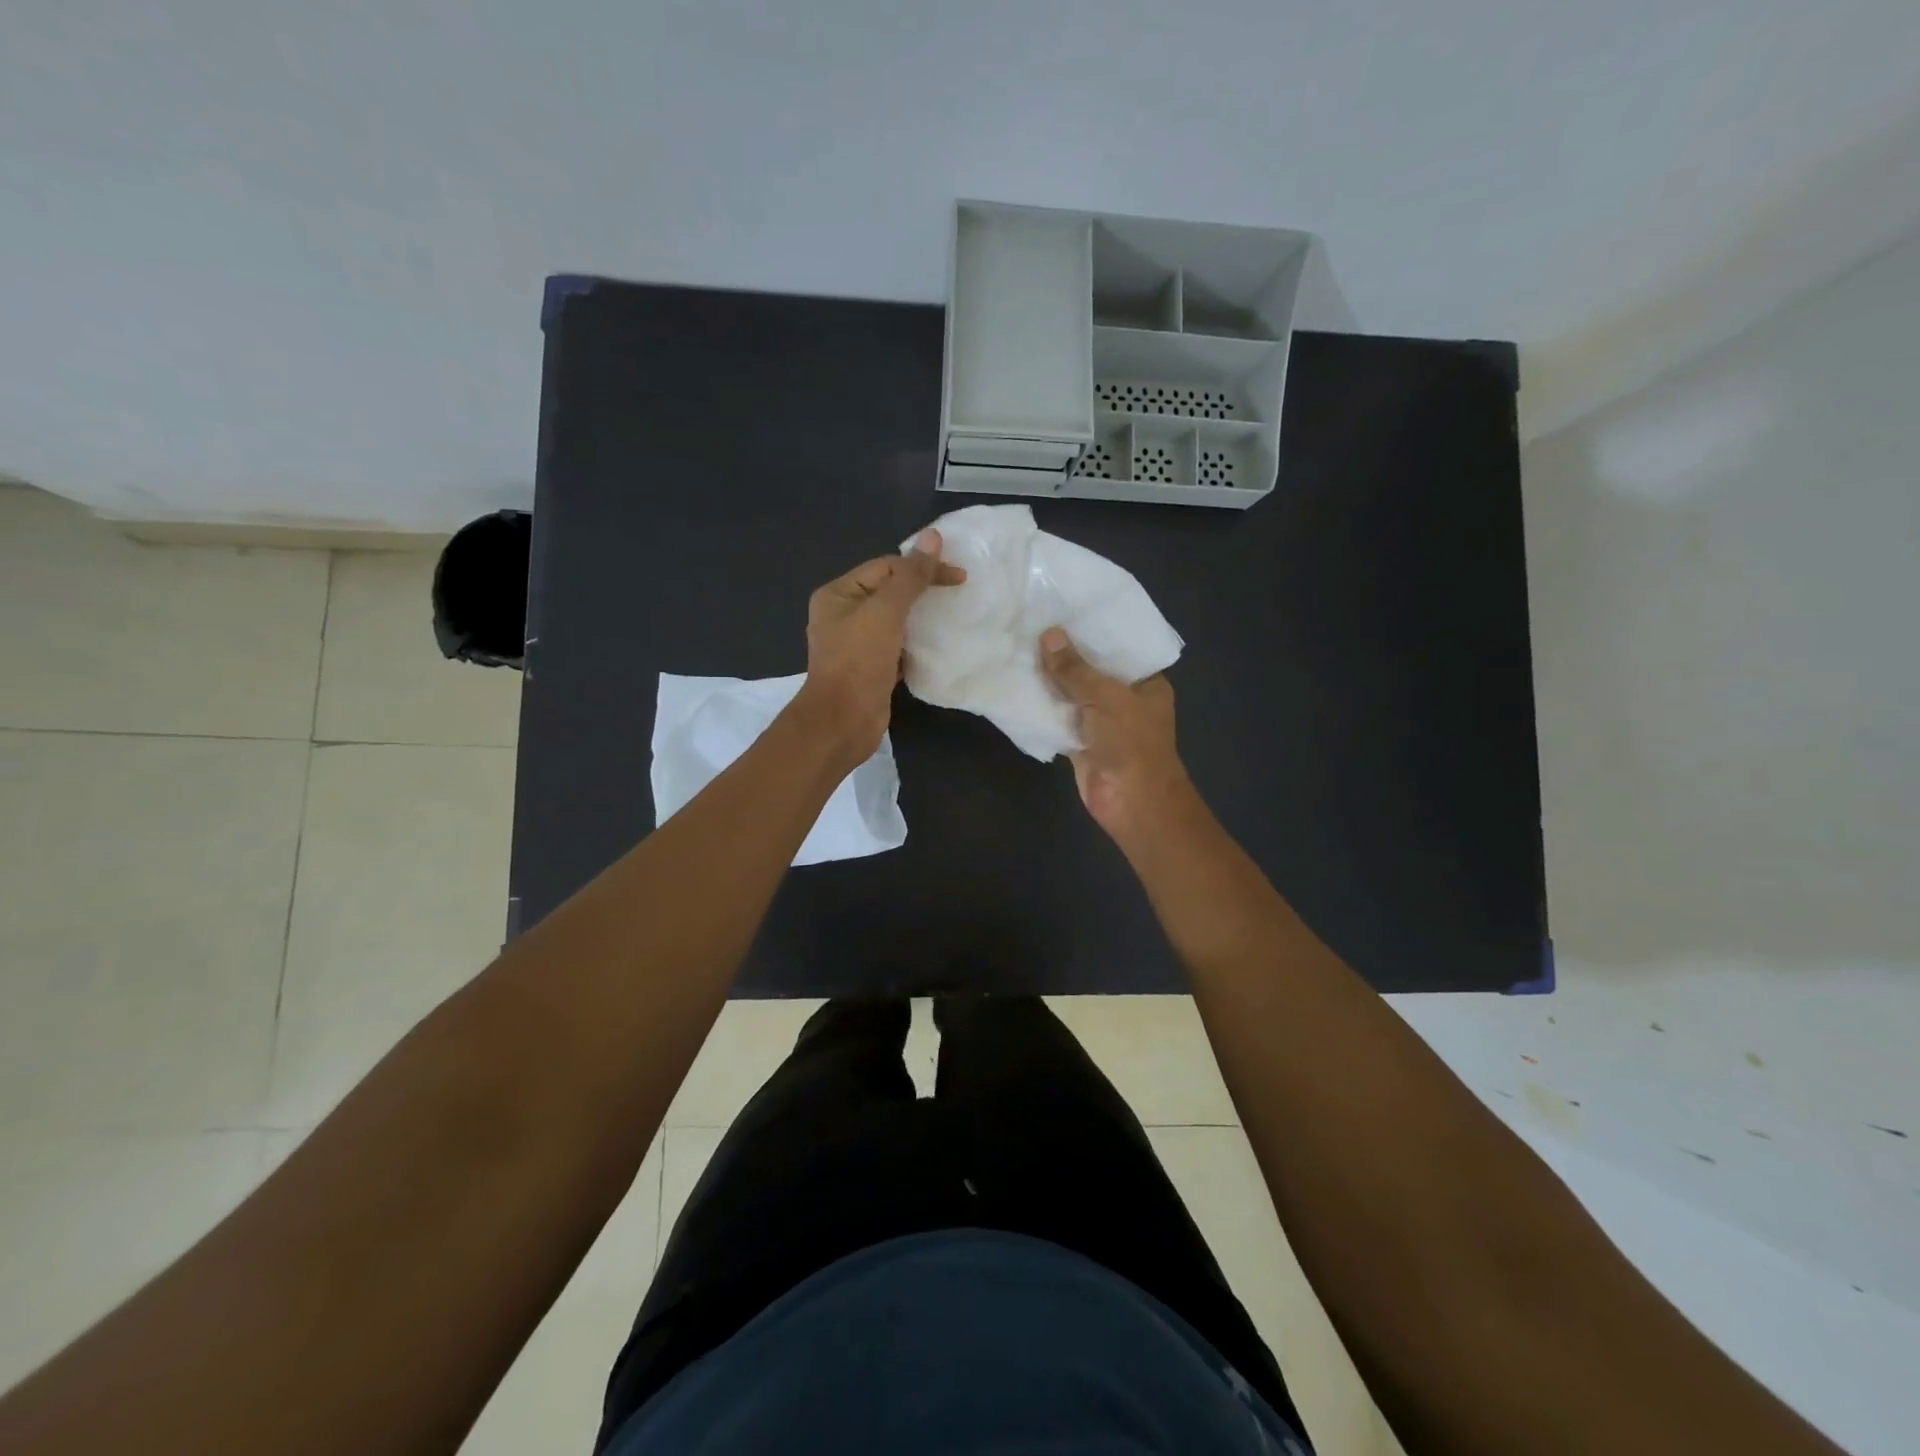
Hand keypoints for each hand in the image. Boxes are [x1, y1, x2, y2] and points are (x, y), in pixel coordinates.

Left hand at [799, 530, 964, 763]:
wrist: (842, 722)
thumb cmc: (859, 662)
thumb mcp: (886, 612)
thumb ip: (910, 576)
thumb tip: (933, 537)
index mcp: (838, 594)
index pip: (886, 567)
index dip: (922, 567)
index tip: (959, 578)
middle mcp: (842, 614)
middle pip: (889, 591)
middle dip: (922, 591)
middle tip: (957, 593)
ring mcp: (855, 644)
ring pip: (894, 620)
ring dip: (920, 618)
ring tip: (950, 617)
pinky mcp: (869, 668)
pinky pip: (896, 646)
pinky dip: (915, 643)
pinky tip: (935, 646)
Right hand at [1039, 627, 1193, 841]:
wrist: (1131, 801)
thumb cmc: (1131, 742)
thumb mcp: (1105, 696)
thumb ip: (1074, 669)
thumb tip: (1048, 634)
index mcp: (1145, 682)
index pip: (1120, 648)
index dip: (1094, 630)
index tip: (1065, 608)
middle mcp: (1125, 698)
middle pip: (1092, 670)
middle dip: (1066, 654)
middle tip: (1033, 622)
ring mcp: (1102, 722)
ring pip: (1072, 694)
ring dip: (1050, 680)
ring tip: (1019, 646)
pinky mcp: (1081, 742)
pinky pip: (1059, 718)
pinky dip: (1042, 707)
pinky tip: (1018, 685)